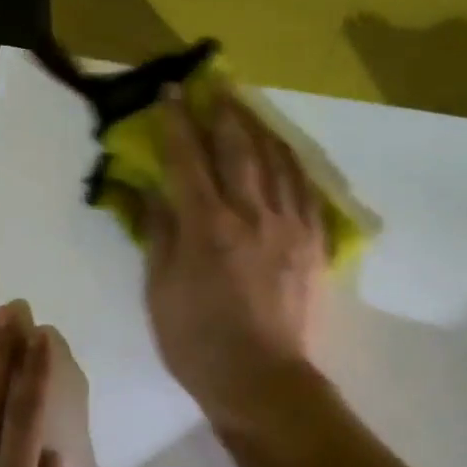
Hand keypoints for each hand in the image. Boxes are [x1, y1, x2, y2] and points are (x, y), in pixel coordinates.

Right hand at [142, 85, 326, 427]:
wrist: (263, 381)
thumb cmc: (198, 343)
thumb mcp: (160, 292)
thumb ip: (159, 235)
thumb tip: (153, 192)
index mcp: (208, 227)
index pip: (188, 160)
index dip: (177, 122)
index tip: (171, 92)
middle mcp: (252, 215)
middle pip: (238, 148)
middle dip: (224, 112)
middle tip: (215, 84)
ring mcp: (289, 227)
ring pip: (277, 161)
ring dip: (260, 128)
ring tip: (249, 108)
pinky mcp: (313, 244)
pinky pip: (306, 190)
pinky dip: (292, 164)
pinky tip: (285, 153)